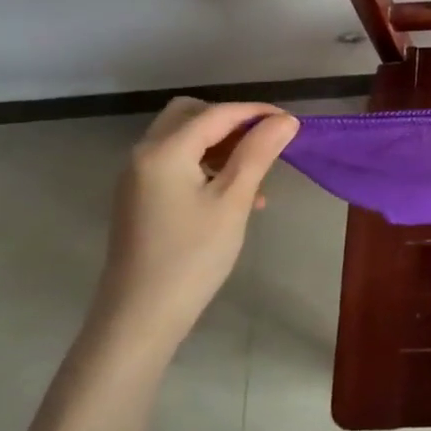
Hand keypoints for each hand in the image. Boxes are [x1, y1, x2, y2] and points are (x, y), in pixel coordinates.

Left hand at [95, 98, 298, 352]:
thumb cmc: (192, 256)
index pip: (217, 113)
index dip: (257, 113)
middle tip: (265, 142)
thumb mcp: (233, 201)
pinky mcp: (140, 197)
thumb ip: (258, 153)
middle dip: (232, 121)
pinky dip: (205, 163)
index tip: (292, 124)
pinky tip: (233, 194)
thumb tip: (285, 120)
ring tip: (256, 173)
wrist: (140, 317)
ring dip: (220, 144)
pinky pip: (176, 162)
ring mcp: (138, 177)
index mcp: (165, 151)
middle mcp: (144, 154)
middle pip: (191, 114)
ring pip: (183, 138)